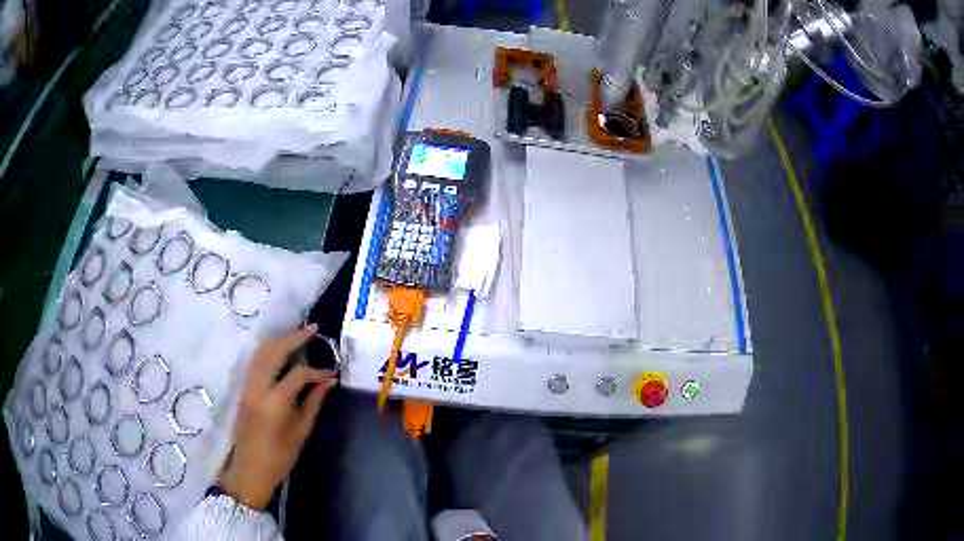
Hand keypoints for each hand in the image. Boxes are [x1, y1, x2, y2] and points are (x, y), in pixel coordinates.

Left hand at [218, 325, 337, 509]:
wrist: (249, 470)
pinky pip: (255, 360)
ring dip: (280, 339)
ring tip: (299, 335)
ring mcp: (246, 385)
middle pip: (274, 350)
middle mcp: (257, 388)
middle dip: (294, 337)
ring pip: (261, 351)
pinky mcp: (242, 387)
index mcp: (274, 403)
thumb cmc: (279, 457)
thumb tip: (329, 381)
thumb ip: (313, 403)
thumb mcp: (301, 432)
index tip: (331, 373)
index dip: (317, 371)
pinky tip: (281, 349)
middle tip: (313, 329)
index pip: (298, 373)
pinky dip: (269, 349)